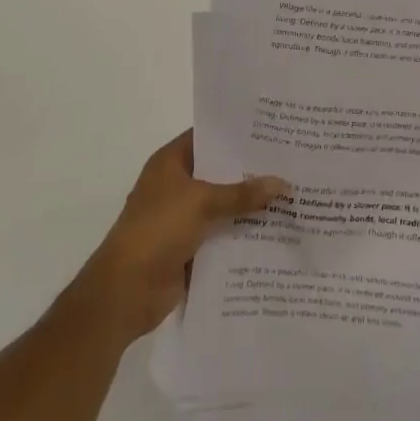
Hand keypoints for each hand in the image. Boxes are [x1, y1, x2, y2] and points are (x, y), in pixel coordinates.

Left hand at [69, 130, 286, 347]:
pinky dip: (243, 235)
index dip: (235, 134)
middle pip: (219, 173)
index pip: (207, 138)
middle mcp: (177, 185)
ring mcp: (183, 218)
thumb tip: (284, 184)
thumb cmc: (158, 229)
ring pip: (223, 206)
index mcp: (170, 163)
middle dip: (251, 171)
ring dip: (250, 206)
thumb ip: (242, 193)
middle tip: (290, 162)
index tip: (270, 130)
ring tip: (293, 195)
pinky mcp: (191, 248)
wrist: (126, 290)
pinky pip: (223, 235)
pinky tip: (277, 232)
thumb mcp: (201, 202)